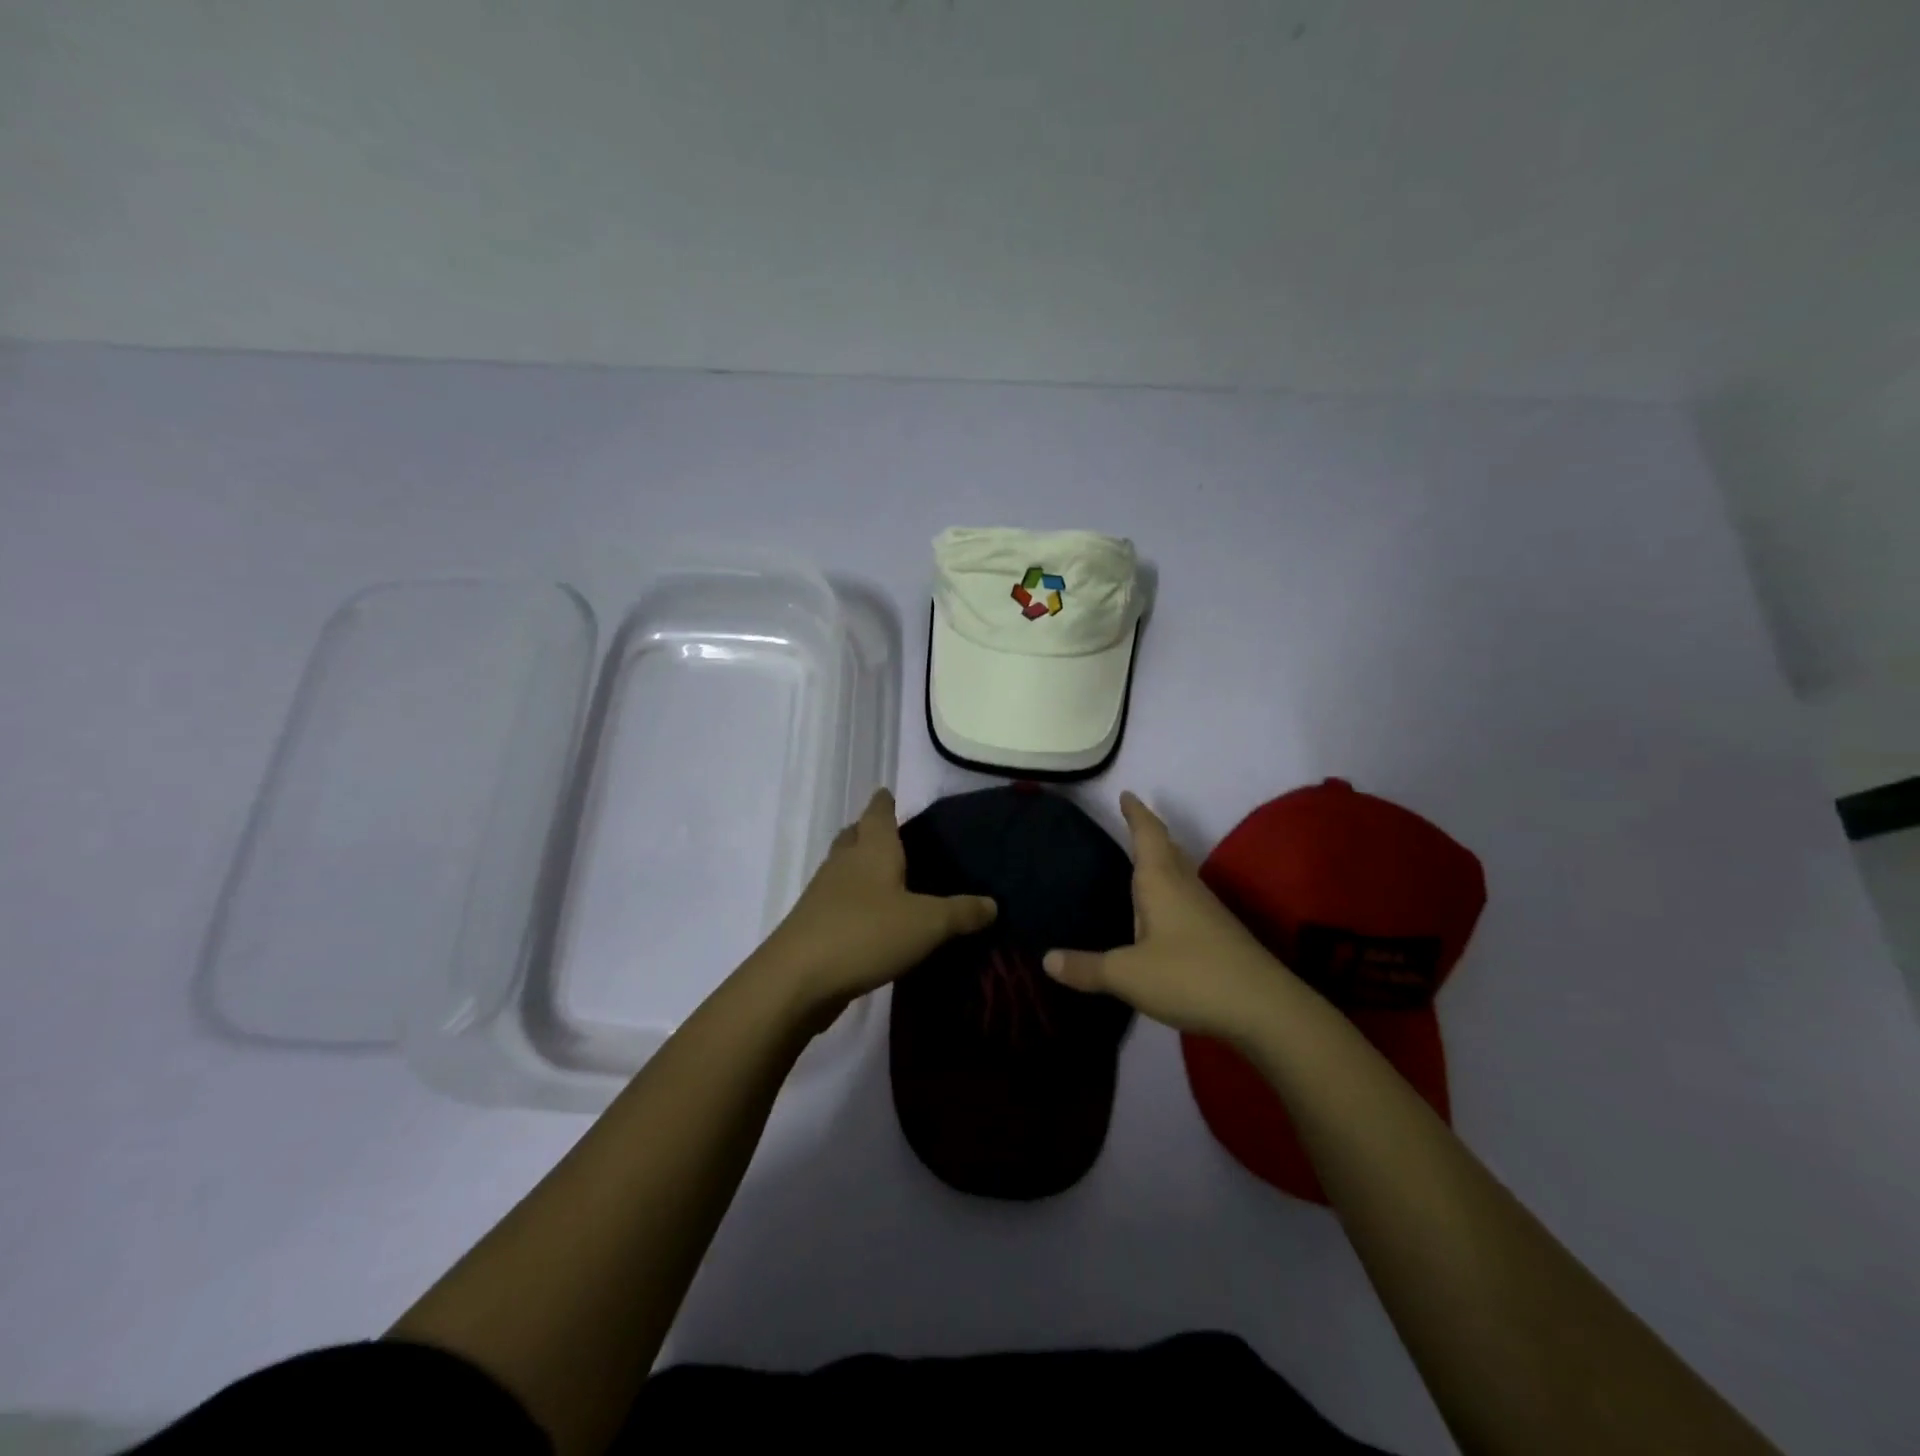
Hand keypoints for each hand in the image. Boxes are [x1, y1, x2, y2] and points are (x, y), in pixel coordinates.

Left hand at [748, 788, 996, 1026]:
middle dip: (869, 831)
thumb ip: (961, 912)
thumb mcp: (927, 924)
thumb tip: (993, 903)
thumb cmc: (866, 933)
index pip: (878, 813)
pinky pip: (837, 901)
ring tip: (886, 877)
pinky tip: (870, 919)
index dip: (884, 802)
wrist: (797, 979)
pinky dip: (853, 901)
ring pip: (843, 868)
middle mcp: (844, 863)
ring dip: (859, 866)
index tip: (889, 793)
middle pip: (854, 836)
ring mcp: (823, 894)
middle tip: (892, 836)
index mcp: (872, 850)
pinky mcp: (813, 925)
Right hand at [1043, 792, 1285, 1039]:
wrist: (1265, 1008)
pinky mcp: (1220, 935)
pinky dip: (1172, 891)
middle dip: (1150, 833)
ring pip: (1181, 873)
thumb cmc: (1189, 976)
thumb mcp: (1128, 975)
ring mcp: (1207, 910)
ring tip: (1144, 863)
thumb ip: (1087, 968)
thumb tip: (1047, 959)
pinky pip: (1188, 898)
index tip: (1127, 794)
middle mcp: (1186, 887)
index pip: (1147, 834)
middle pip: (1168, 849)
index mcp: (1161, 882)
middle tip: (1133, 821)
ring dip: (1164, 861)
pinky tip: (1165, 913)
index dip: (1136, 813)